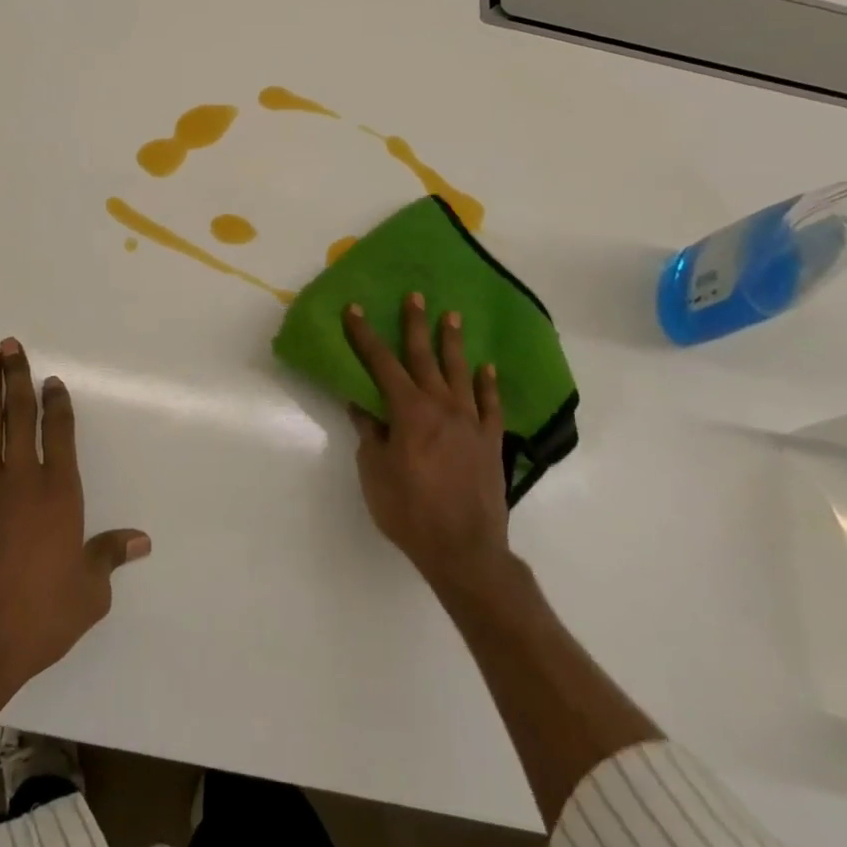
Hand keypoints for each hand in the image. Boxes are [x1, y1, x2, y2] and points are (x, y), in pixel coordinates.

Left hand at [0, 338, 150, 698]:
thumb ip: (110, 556)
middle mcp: (20, 480)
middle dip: (17, 377)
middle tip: (10, 345)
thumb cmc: (39, 618)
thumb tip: (141, 540)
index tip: (52, 380)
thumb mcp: (89, 593)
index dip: (57, 402)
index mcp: (58, 493)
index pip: (59, 432)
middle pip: (19, 416)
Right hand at [343, 295, 514, 596]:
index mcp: (408, 411)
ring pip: (460, 372)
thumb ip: (370, 433)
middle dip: (415, 324)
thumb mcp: (375, 472)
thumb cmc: (409, 511)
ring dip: (453, 343)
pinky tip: (486, 368)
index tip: (355, 309)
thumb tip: (361, 403)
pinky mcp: (491, 441)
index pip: (381, 364)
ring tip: (451, 316)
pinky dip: (488, 384)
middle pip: (423, 357)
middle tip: (415, 295)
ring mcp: (470, 422)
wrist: (465, 550)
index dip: (365, 335)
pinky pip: (490, 404)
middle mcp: (441, 406)